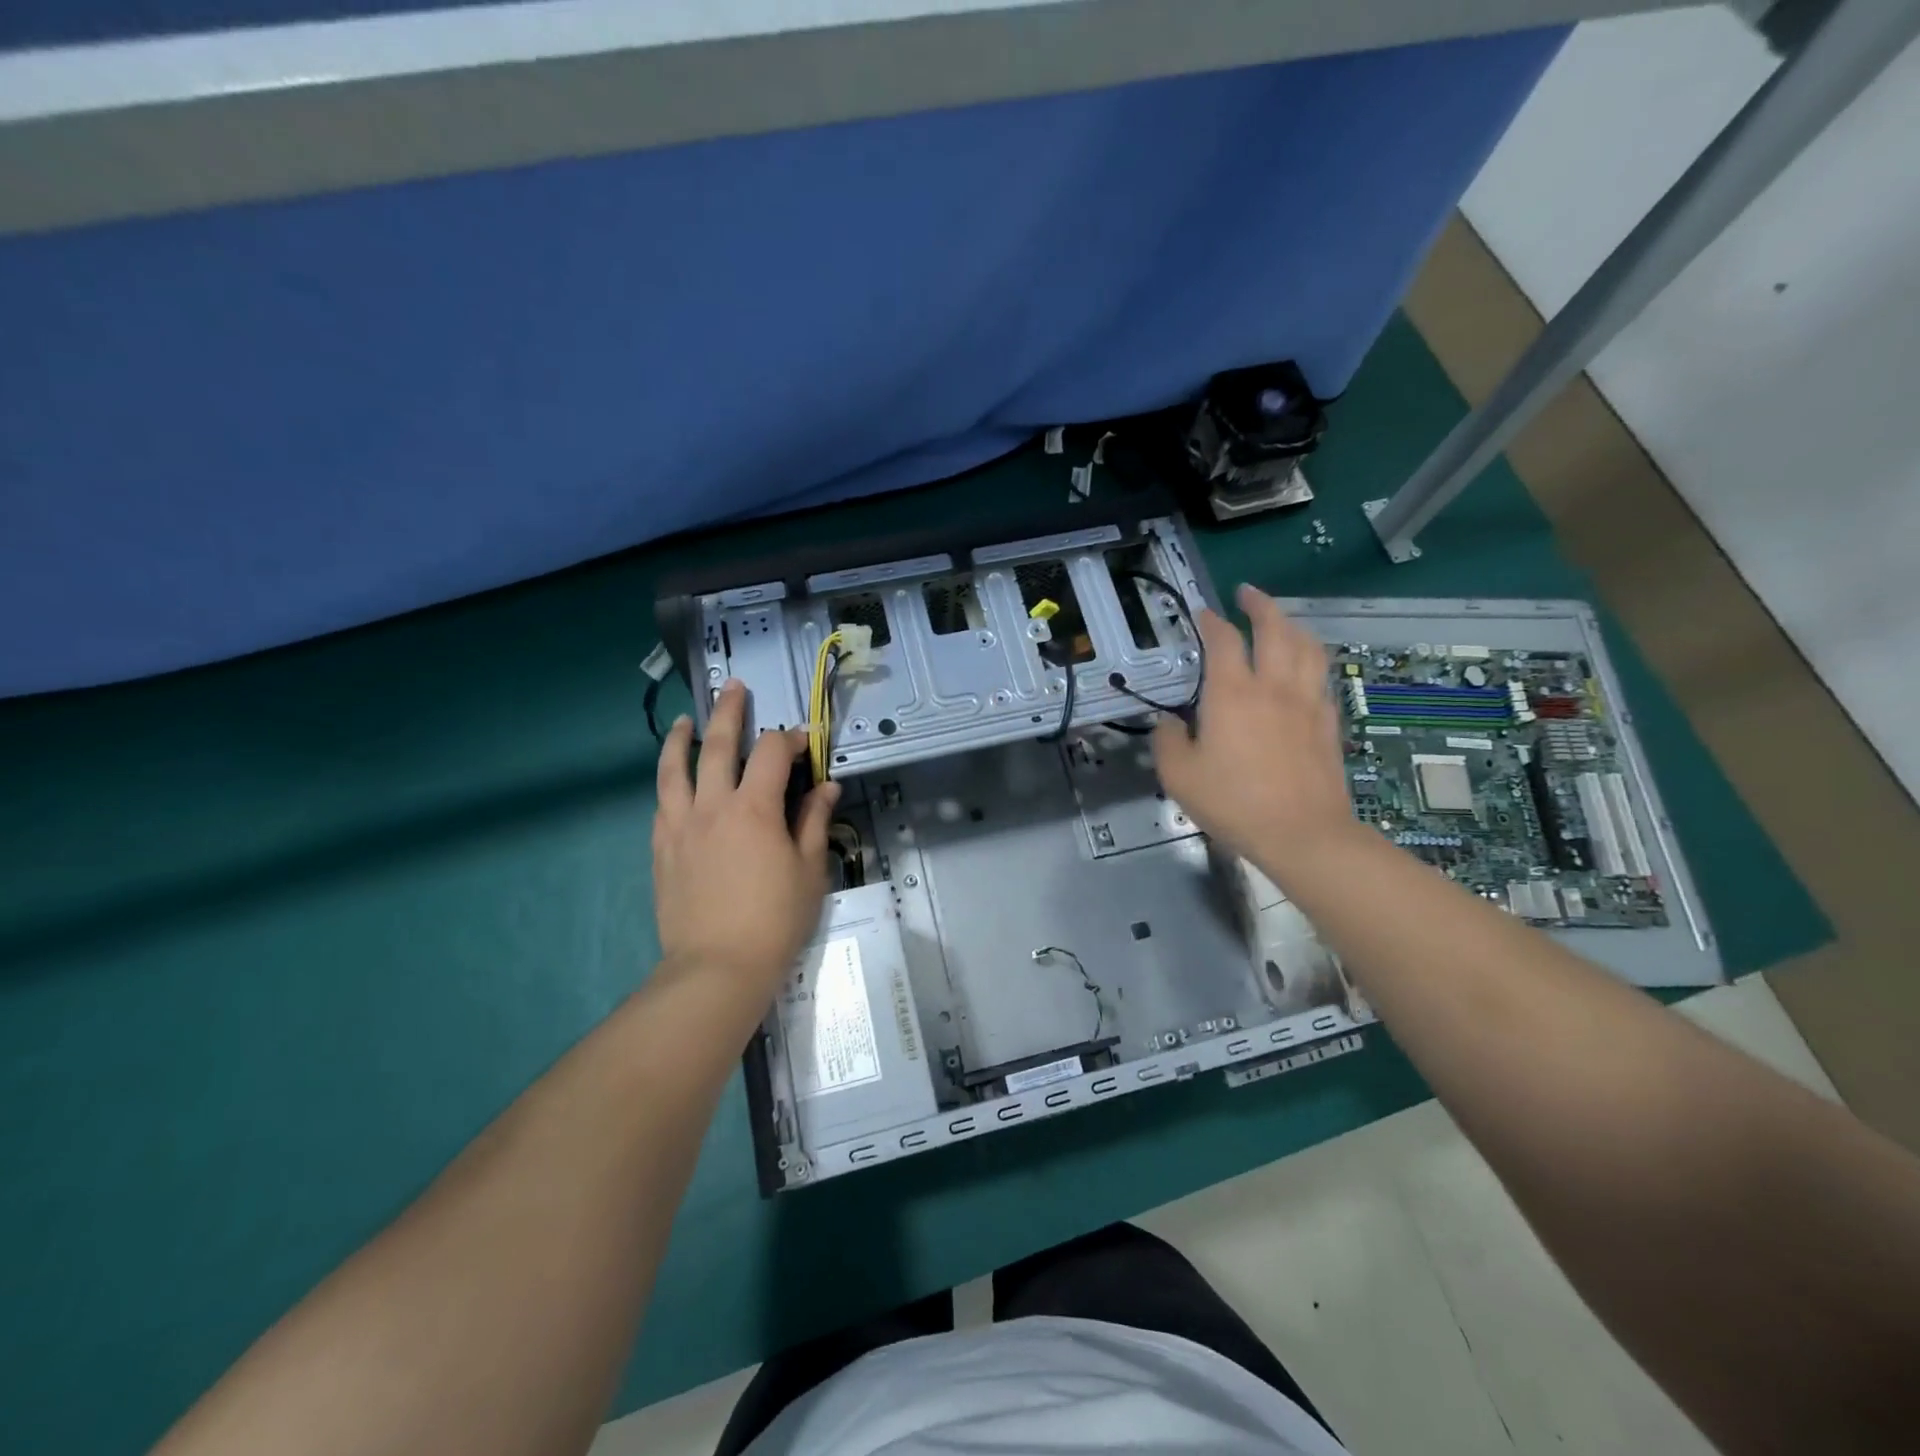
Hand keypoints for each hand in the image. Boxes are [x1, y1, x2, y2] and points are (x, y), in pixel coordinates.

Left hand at [652, 681, 839, 1002]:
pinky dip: (669, 780)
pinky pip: (662, 802)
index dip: (790, 739)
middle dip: (730, 711)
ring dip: (681, 738)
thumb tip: (827, 785)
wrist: (717, 966)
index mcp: (754, 808)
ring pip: (674, 768)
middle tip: (734, 688)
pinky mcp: (661, 847)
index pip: (771, 753)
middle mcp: (713, 805)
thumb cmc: (775, 919)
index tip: (803, 742)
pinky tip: (674, 778)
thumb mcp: (809, 870)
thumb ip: (814, 821)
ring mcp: (680, 825)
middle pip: (718, 744)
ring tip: (684, 721)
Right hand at [1153, 583, 1353, 875]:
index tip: (1202, 612)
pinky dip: (1310, 661)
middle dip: (1260, 604)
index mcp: (1232, 693)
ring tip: (1281, 622)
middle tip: (1247, 594)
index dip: (1211, 620)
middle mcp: (1274, 686)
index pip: (1223, 640)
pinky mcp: (1329, 723)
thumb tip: (1169, 722)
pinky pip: (1322, 678)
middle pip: (1275, 628)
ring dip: (1292, 625)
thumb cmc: (1233, 802)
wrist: (1302, 833)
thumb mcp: (1179, 775)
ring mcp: (1307, 703)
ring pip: (1307, 647)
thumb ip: (1168, 741)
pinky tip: (1304, 671)